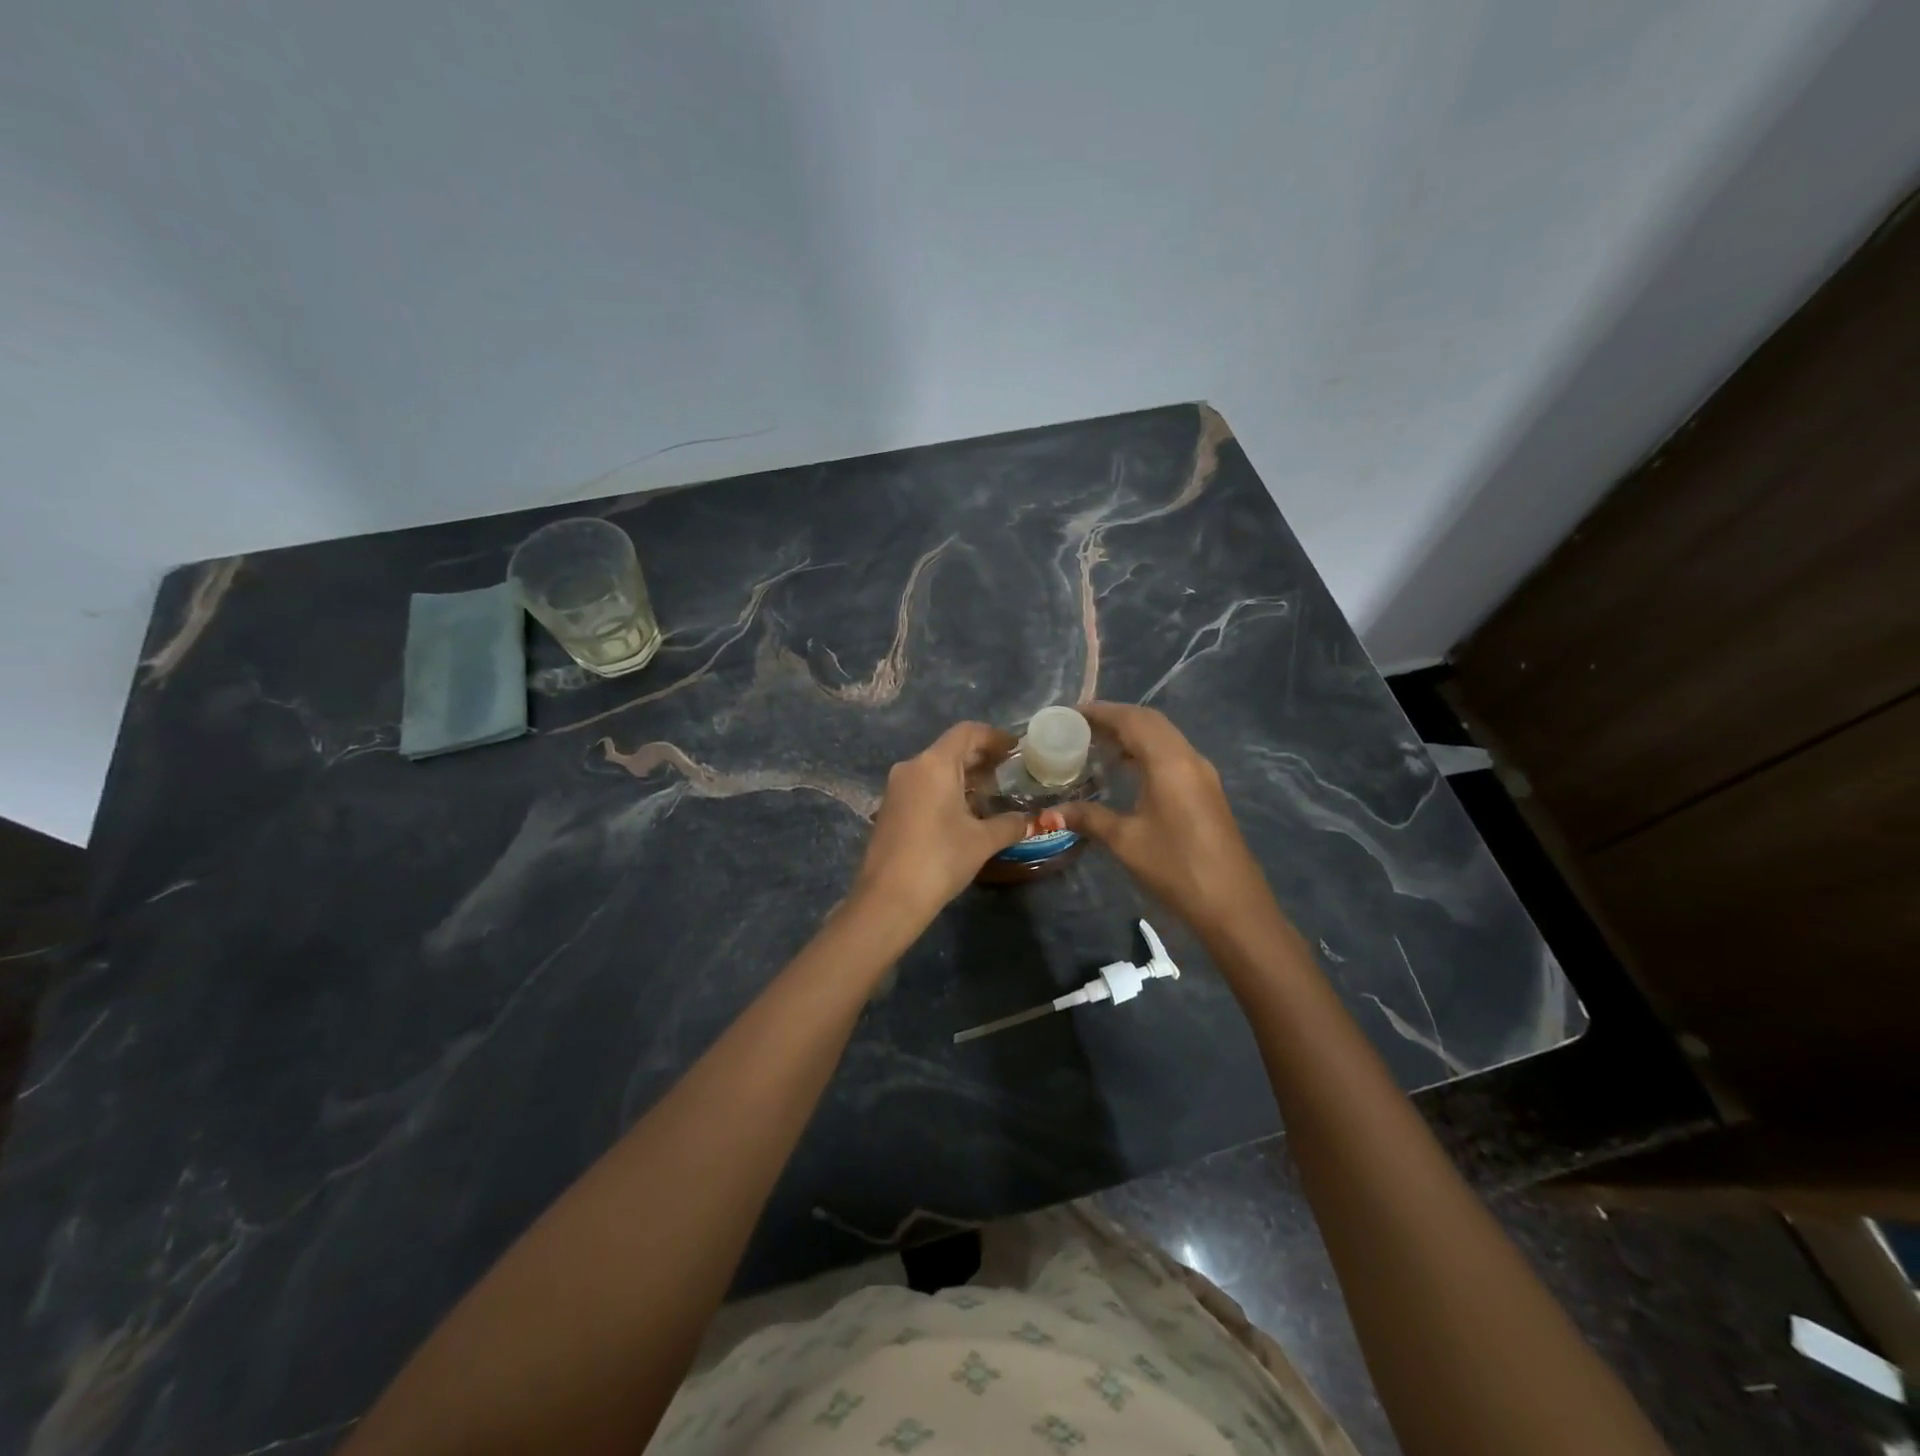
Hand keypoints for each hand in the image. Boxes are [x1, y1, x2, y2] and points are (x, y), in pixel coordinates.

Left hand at [852, 722, 1028, 923]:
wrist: (888, 898)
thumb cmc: (940, 859)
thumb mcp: (982, 841)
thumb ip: (1009, 824)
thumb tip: (1029, 820)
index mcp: (934, 764)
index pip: (967, 732)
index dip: (994, 737)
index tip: (1016, 750)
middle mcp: (912, 767)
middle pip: (950, 749)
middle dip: (981, 758)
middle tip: (1010, 772)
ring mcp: (896, 788)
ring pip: (935, 769)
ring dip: (964, 776)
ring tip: (992, 794)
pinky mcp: (889, 808)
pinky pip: (923, 787)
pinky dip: (946, 790)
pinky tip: (965, 813)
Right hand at [1058, 703, 1280, 939]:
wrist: (1232, 906)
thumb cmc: (1176, 868)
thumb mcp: (1125, 842)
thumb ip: (1088, 818)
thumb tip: (1050, 813)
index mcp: (1170, 762)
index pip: (1132, 720)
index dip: (1100, 712)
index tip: (1070, 714)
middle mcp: (1189, 758)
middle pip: (1150, 722)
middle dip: (1115, 718)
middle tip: (1079, 728)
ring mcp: (1203, 774)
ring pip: (1164, 737)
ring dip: (1132, 734)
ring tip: (1097, 746)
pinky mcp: (1207, 791)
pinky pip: (1172, 755)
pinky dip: (1146, 751)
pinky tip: (1126, 771)